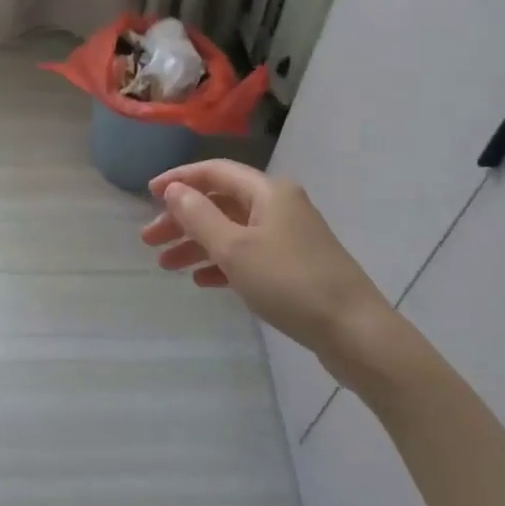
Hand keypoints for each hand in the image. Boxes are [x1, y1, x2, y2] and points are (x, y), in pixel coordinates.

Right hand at [142, 161, 397, 384]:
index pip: (215, 172)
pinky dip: (222, 263)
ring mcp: (289, 237)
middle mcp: (279, 206)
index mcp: (268, 192)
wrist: (356, 333)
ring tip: (166, 264)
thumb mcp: (235, 248)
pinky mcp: (295, 267)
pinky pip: (249, 255)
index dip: (179, 180)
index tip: (148, 194)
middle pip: (221, 202)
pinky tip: (202, 281)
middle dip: (183, 219)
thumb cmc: (290, 283)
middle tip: (149, 240)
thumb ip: (199, 216)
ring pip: (232, 230)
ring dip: (198, 243)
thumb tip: (174, 191)